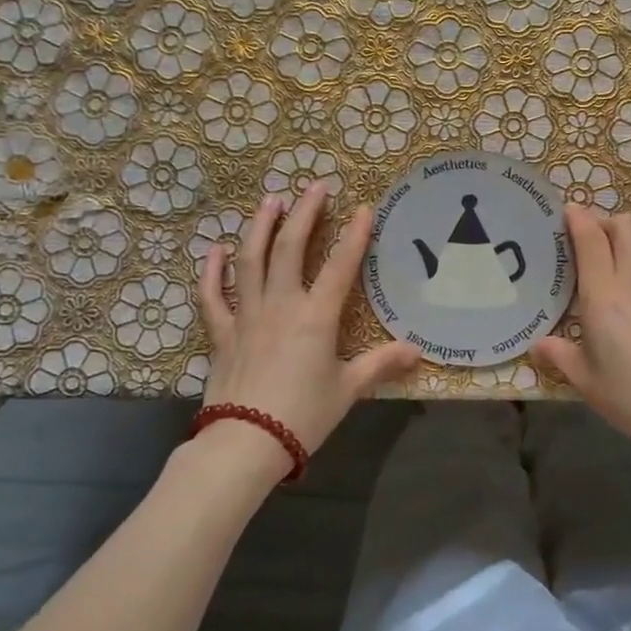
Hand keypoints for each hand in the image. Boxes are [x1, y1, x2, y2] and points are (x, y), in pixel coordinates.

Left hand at [198, 183, 420, 456]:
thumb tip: (417, 351)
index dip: (355, 235)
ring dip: (261, 226)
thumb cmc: (303, 415)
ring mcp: (246, 315)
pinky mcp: (221, 332)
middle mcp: (281, 305)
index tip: (364, 207)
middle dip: (305, 214)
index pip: (340, 266)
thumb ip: (381, 364)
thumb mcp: (349, 389)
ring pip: (251, 260)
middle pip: (290, 248)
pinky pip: (212, 295)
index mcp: (316, 317)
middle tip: (315, 186)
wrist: (245, 443)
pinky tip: (216, 248)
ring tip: (271, 200)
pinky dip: (212, 270)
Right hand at [531, 206, 630, 465]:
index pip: (591, 238)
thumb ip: (561, 356)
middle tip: (596, 241)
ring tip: (628, 253)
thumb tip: (537, 344)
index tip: (569, 212)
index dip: (578, 217)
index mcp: (604, 296)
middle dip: (607, 223)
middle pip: (625, 224)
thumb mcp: (587, 382)